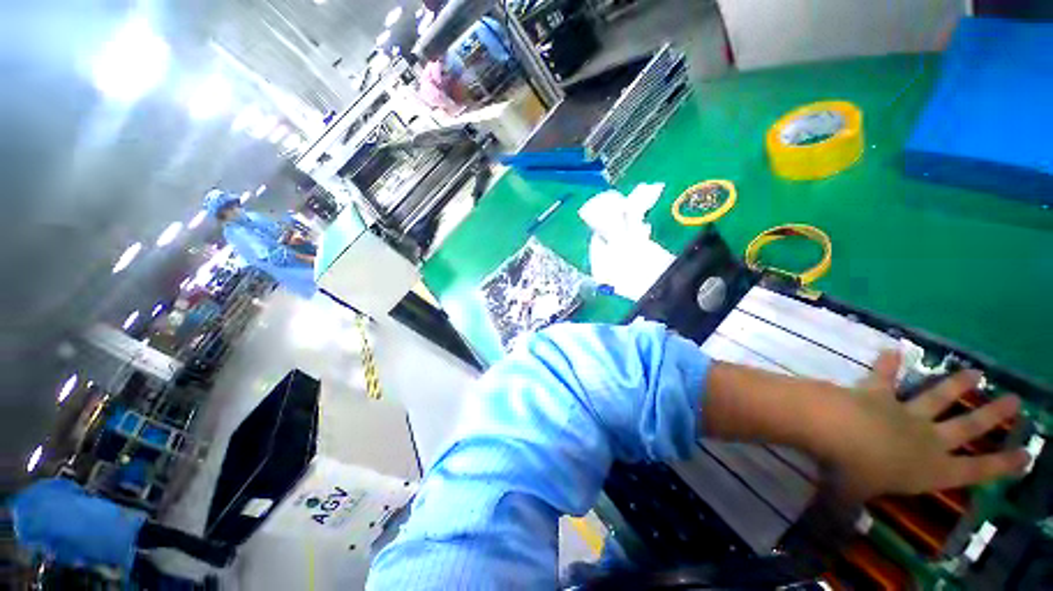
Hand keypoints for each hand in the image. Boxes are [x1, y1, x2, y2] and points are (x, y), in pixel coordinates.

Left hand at [827, 351, 1028, 500]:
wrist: (833, 429)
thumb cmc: (849, 472)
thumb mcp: (852, 498)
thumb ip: (849, 508)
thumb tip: (836, 521)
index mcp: (930, 470)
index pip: (976, 471)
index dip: (1002, 464)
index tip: (1026, 454)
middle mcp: (926, 438)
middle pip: (967, 426)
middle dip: (992, 414)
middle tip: (1015, 400)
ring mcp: (903, 412)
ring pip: (937, 396)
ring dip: (956, 384)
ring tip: (975, 372)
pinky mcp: (876, 393)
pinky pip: (884, 376)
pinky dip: (887, 362)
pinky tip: (891, 348)